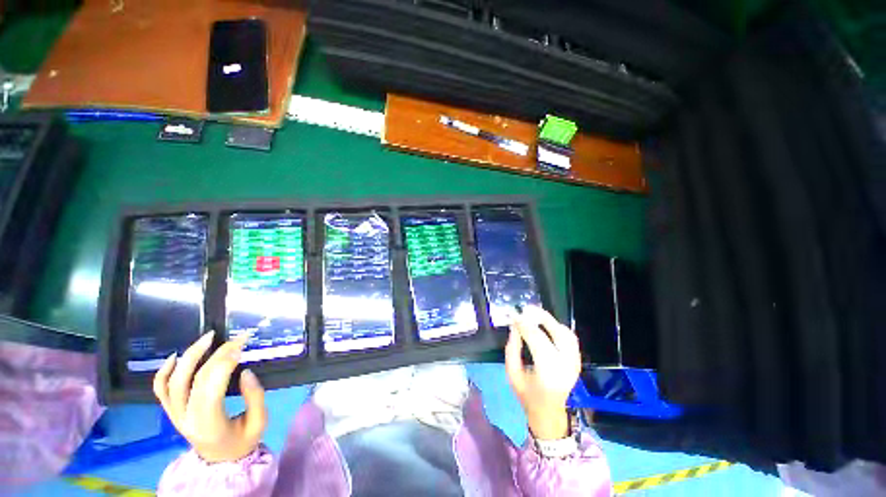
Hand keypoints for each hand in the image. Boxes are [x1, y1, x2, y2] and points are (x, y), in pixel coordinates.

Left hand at [153, 332, 267, 462]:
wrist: (220, 460)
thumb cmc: (242, 441)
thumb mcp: (259, 422)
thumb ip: (255, 398)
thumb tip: (247, 372)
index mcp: (209, 425)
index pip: (210, 390)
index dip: (224, 365)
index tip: (241, 347)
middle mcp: (186, 419)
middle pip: (195, 380)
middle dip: (217, 355)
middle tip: (237, 339)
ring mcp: (174, 415)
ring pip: (174, 381)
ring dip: (190, 356)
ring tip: (208, 337)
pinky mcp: (170, 411)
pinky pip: (160, 390)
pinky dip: (164, 371)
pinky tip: (175, 355)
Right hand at [505, 306, 581, 439]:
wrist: (549, 413)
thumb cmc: (527, 396)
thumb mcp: (512, 374)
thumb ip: (512, 348)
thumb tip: (515, 326)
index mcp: (548, 373)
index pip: (538, 340)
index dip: (525, 325)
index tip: (514, 315)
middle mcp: (566, 366)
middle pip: (557, 334)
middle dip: (541, 318)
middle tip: (526, 308)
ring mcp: (574, 363)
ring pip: (566, 333)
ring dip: (550, 321)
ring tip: (535, 313)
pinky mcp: (577, 360)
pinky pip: (570, 337)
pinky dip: (558, 327)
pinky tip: (546, 324)